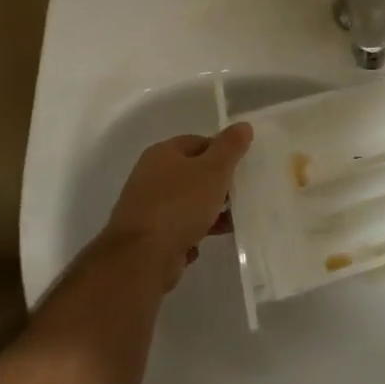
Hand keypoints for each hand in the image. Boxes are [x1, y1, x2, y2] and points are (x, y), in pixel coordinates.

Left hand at [98, 123, 253, 289]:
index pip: (199, 142)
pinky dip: (191, 233)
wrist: (142, 257)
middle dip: (217, 185)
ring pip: (186, 203)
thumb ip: (230, 147)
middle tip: (239, 195)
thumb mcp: (213, 171)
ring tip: (229, 223)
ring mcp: (146, 207)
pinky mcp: (147, 235)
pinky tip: (202, 243)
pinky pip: (176, 228)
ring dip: (208, 212)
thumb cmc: (180, 205)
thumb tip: (243, 126)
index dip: (222, 152)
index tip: (241, 168)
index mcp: (163, 153)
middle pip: (192, 173)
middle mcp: (150, 176)